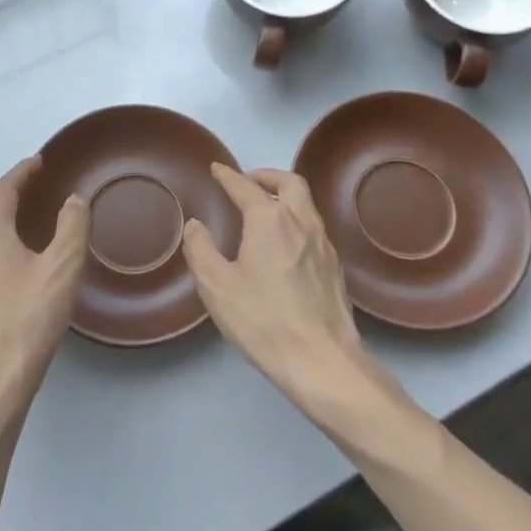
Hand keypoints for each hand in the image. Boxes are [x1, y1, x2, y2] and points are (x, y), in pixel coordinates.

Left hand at [0, 157, 89, 429]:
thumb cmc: (27, 320)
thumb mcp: (61, 269)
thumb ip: (72, 227)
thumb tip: (73, 199)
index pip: (3, 191)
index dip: (21, 173)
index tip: (38, 161)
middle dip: (13, 202)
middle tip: (38, 195)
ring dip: (5, 234)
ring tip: (29, 238)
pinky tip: (15, 283)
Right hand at [181, 165, 371, 408]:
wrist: (322, 361)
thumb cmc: (263, 320)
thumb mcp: (217, 287)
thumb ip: (201, 250)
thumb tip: (195, 225)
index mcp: (270, 220)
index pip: (246, 187)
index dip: (228, 176)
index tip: (216, 169)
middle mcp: (301, 222)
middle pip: (289, 182)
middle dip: (266, 176)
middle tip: (248, 182)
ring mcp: (324, 244)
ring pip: (306, 204)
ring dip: (284, 196)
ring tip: (265, 210)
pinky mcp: (335, 267)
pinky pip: (314, 228)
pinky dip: (296, 221)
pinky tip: (285, 244)